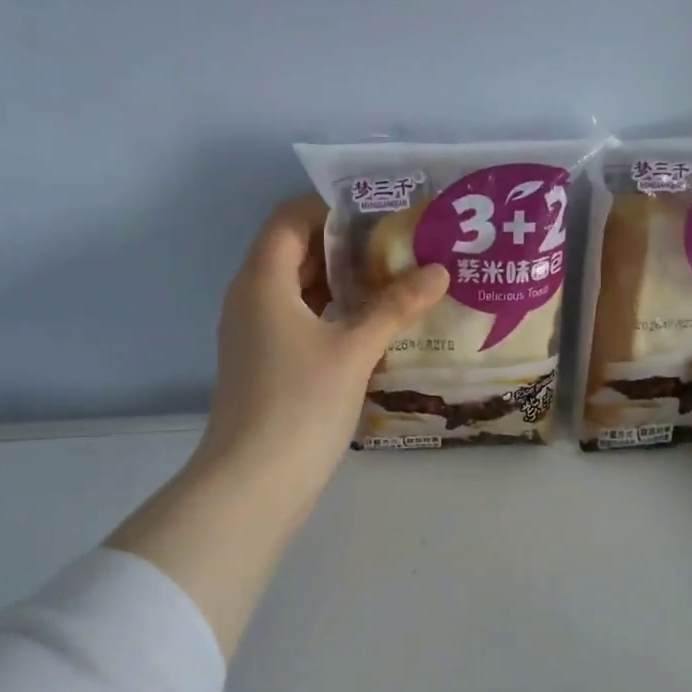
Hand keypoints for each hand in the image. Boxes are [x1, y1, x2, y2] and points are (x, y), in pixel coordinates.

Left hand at [192, 196, 448, 514]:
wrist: (254, 483)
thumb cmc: (299, 404)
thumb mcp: (353, 349)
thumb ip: (394, 306)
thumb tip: (438, 270)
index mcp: (262, 281)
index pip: (291, 218)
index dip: (333, 208)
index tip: (383, 215)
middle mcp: (252, 300)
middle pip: (297, 253)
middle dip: (348, 247)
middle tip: (403, 248)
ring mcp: (258, 336)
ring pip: (302, 292)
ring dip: (345, 285)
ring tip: (399, 283)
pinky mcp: (269, 367)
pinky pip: (303, 324)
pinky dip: (336, 318)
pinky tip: (377, 330)